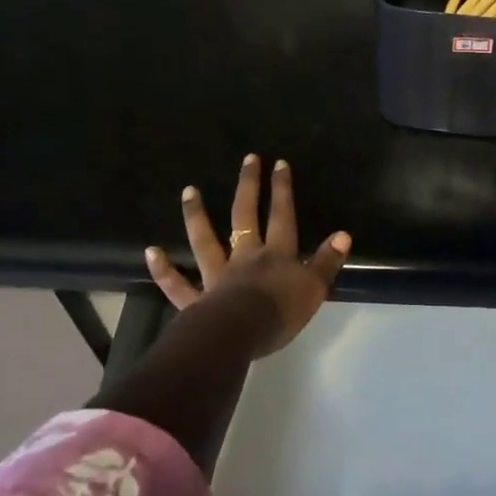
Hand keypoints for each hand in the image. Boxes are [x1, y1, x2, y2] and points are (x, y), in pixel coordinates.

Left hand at [144, 154, 350, 355]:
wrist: (239, 335)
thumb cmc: (280, 312)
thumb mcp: (314, 288)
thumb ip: (327, 262)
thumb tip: (343, 234)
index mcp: (276, 254)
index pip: (282, 216)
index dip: (282, 190)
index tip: (279, 163)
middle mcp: (245, 257)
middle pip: (245, 216)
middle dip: (248, 187)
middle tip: (248, 159)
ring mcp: (217, 276)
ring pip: (205, 241)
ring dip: (197, 216)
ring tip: (189, 191)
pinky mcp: (196, 301)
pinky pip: (177, 285)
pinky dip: (165, 270)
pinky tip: (152, 251)